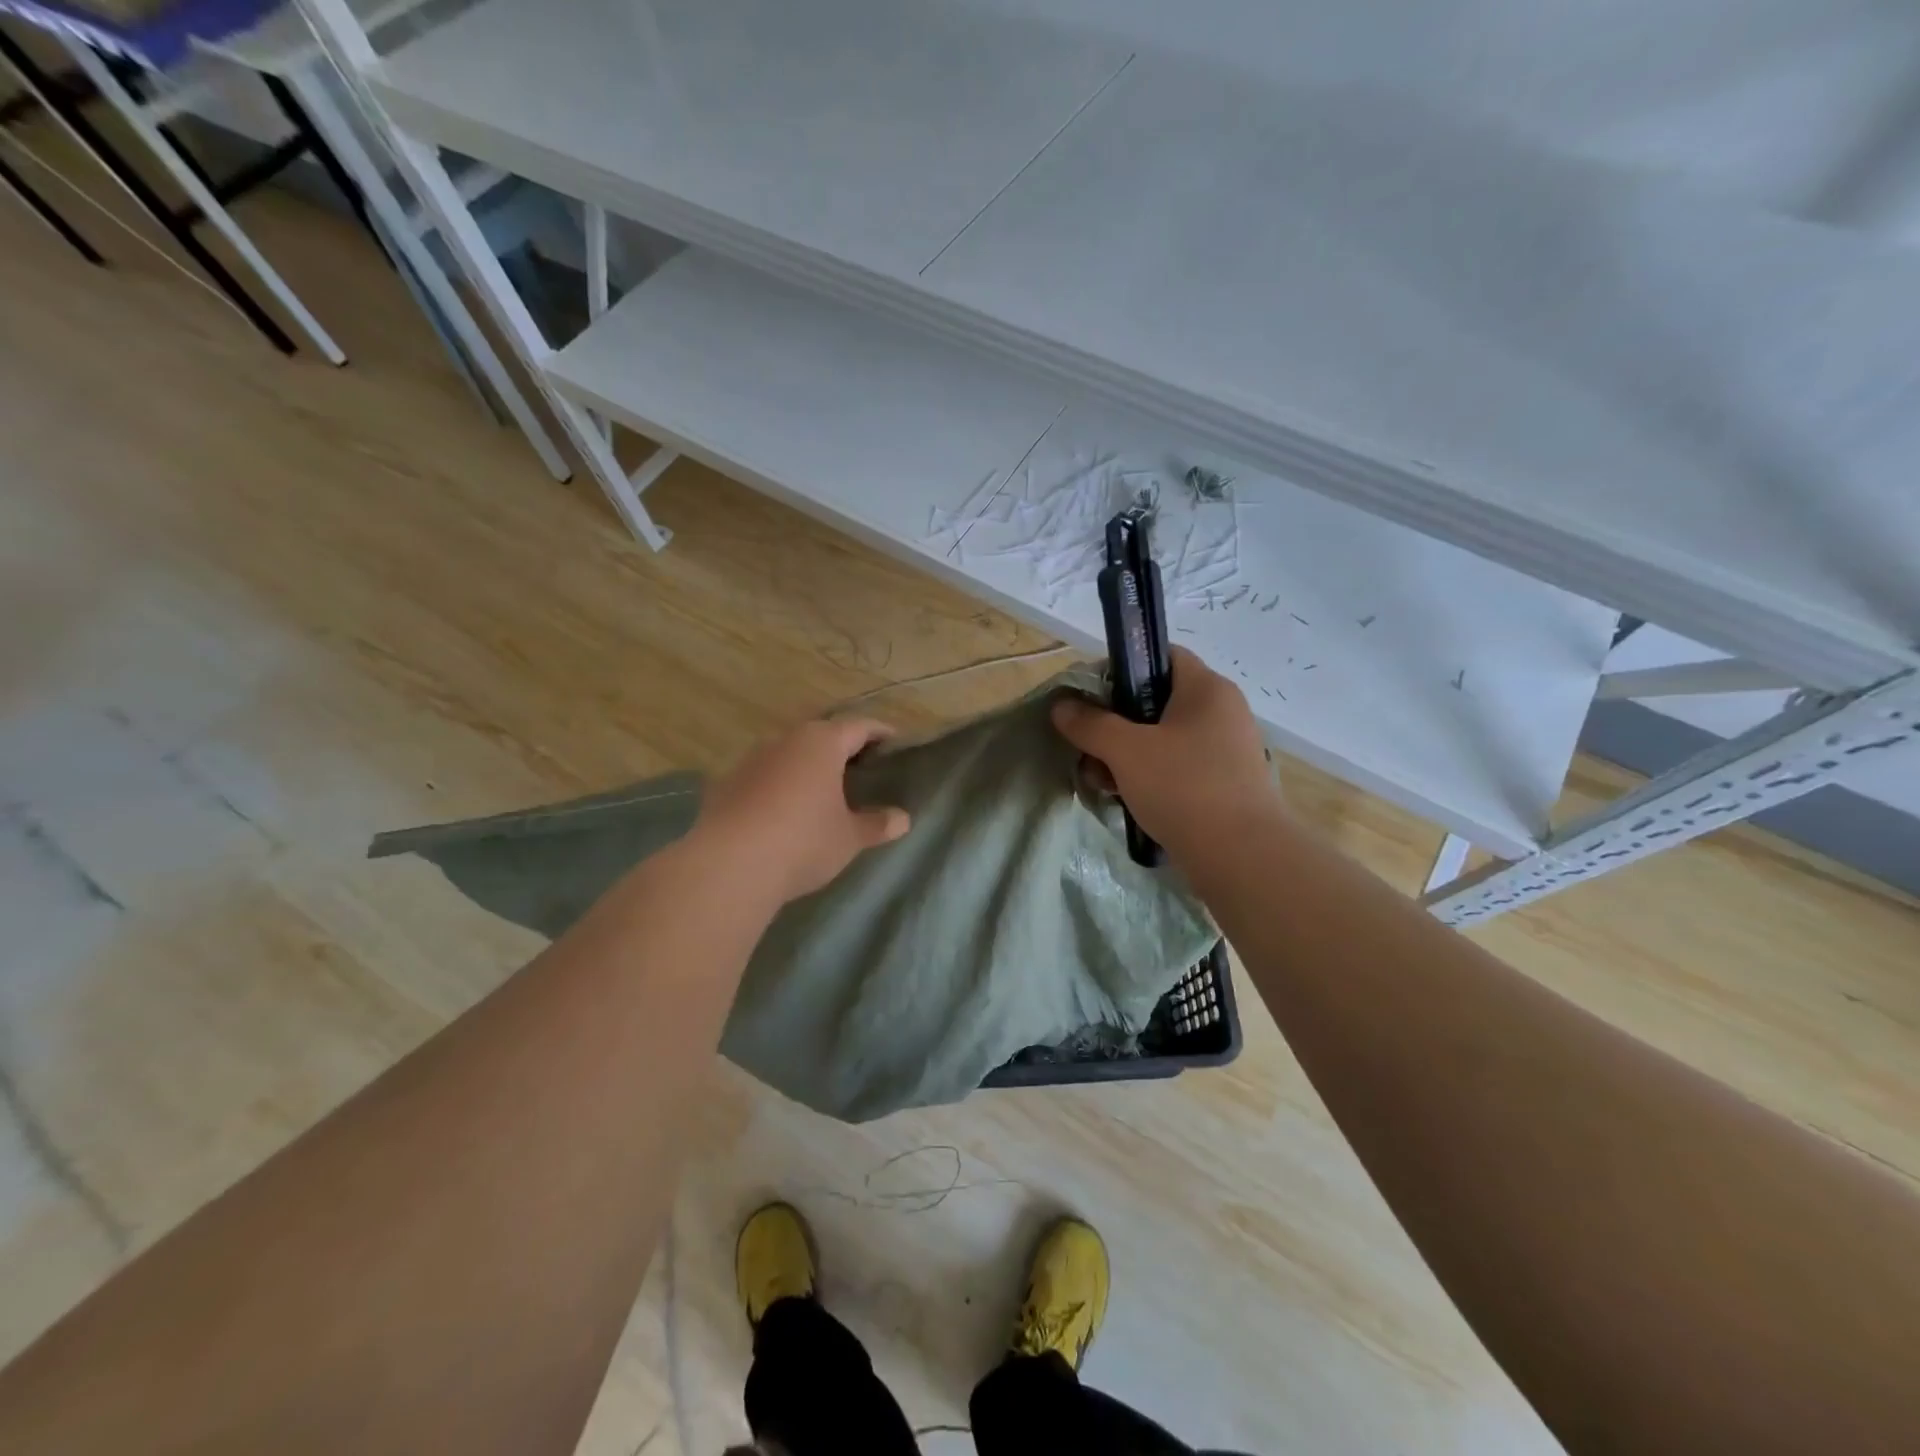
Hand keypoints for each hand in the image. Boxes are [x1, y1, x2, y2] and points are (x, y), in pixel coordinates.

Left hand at [693, 717, 910, 904]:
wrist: (728, 866)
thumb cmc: (803, 842)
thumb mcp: (849, 837)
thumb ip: (876, 824)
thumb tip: (902, 819)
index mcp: (822, 743)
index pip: (859, 726)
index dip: (880, 732)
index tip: (895, 742)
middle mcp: (785, 740)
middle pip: (821, 734)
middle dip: (842, 747)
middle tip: (862, 767)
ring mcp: (751, 759)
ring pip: (789, 752)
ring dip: (807, 765)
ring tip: (823, 788)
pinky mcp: (726, 783)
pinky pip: (763, 775)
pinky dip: (780, 783)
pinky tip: (785, 809)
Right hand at [1051, 647, 1276, 861]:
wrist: (1241, 857)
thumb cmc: (1184, 787)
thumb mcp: (1126, 751)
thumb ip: (1090, 724)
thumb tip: (1062, 705)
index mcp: (1206, 688)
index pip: (1161, 655)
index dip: (1122, 668)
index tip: (1091, 697)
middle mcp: (1222, 711)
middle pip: (1157, 701)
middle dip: (1116, 724)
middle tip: (1089, 748)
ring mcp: (1226, 750)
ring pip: (1164, 739)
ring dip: (1127, 756)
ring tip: (1101, 782)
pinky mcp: (1225, 784)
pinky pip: (1178, 768)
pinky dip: (1149, 777)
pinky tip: (1126, 799)